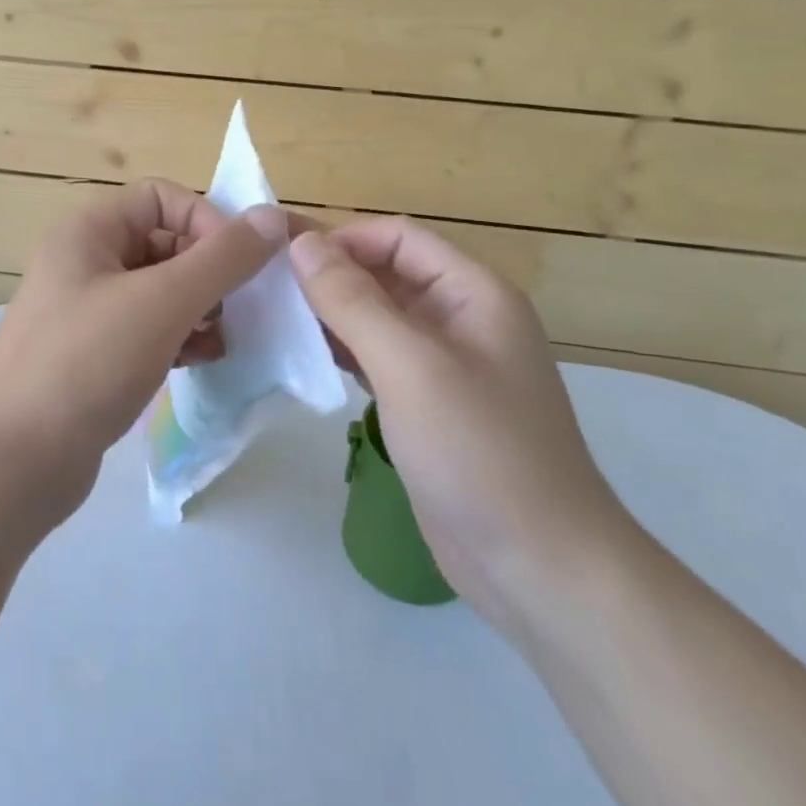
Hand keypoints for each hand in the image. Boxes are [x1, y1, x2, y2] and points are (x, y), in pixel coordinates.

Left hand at [0, 179, 288, 526]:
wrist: (12, 462)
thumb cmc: (86, 363)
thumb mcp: (162, 302)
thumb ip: (223, 258)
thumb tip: (272, 216)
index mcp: (88, 231)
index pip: (161, 197)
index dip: (205, 221)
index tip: (237, 265)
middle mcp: (84, 262)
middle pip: (164, 243)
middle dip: (208, 271)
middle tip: (239, 308)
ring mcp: (86, 312)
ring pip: (161, 290)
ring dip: (201, 307)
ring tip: (224, 339)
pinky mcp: (94, 356)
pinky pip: (149, 329)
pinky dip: (181, 337)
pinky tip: (205, 360)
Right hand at [288, 218, 628, 628]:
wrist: (539, 567)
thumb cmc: (479, 451)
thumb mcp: (410, 365)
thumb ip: (353, 300)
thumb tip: (303, 243)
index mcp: (474, 294)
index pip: (400, 238)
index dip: (343, 239)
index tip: (283, 259)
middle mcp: (463, 319)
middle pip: (388, 275)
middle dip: (331, 276)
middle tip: (266, 288)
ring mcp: (447, 366)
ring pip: (379, 318)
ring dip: (332, 314)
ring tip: (275, 319)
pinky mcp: (429, 406)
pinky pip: (380, 359)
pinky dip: (344, 352)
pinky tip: (307, 359)